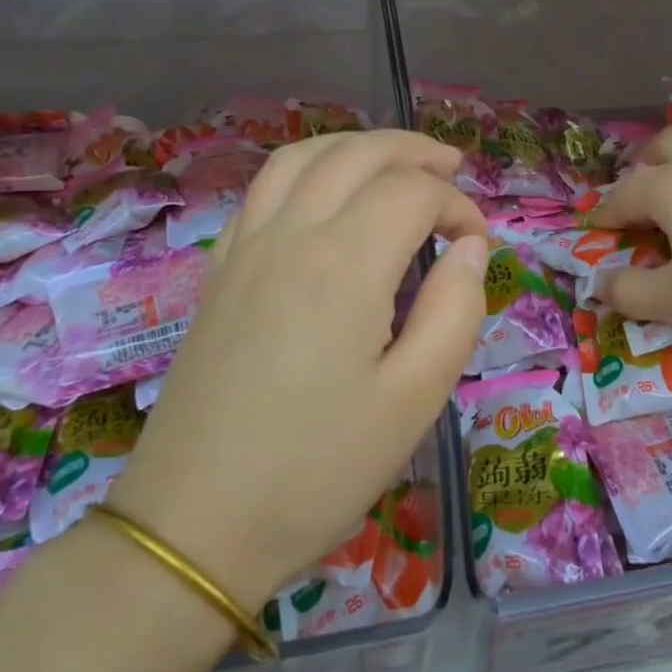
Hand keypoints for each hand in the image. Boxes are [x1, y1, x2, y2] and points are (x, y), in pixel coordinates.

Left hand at [110, 131, 488, 606]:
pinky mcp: (218, 271)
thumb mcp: (415, 401)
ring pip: (303, 157)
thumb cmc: (317, 469)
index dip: (457, 206)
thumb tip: (470, 249)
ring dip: (356, 146)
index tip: (478, 244)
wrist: (193, 524)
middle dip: (413, 151)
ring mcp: (244, 248)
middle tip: (452, 168)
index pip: (413, 194)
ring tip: (394, 162)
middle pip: (357, 155)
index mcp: (343, 264)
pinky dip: (307, 168)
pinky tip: (325, 195)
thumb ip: (455, 312)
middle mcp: (290, 235)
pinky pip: (263, 188)